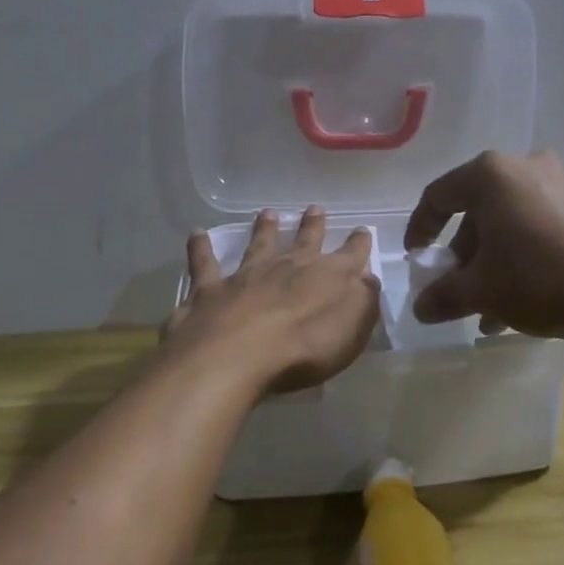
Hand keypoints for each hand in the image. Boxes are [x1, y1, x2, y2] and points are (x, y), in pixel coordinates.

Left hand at [162, 207, 380, 393]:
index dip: (358, 243)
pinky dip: (200, 247)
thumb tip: (367, 277)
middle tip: (315, 209)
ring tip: (268, 213)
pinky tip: (196, 234)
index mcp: (327, 277)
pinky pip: (205, 263)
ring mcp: (247, 275)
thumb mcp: (352, 329)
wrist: (237, 355)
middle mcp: (288, 267)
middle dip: (313, 225)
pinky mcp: (211, 289)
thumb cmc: (304, 348)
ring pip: (258, 244)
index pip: (350, 255)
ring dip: (264, 228)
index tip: (362, 230)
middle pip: (304, 241)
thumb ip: (363, 301)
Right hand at [403, 151, 563, 337]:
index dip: (420, 229)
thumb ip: (444, 295)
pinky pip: (537, 228)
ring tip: (488, 310)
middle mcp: (524, 168)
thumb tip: (421, 308)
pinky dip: (521, 257)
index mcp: (490, 174)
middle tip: (456, 290)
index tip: (417, 259)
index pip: (439, 196)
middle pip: (476, 211)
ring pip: (508, 223)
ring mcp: (559, 184)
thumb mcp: (482, 290)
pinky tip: (521, 302)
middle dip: (462, 255)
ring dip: (492, 263)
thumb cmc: (538, 277)